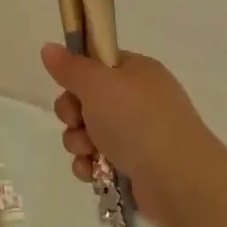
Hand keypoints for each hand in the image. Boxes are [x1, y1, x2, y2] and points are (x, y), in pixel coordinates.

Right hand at [40, 42, 226, 226]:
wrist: (178, 178)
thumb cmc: (136, 120)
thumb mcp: (97, 83)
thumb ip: (70, 67)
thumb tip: (48, 47)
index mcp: (137, 72)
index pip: (98, 64)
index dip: (77, 76)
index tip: (68, 86)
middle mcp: (139, 100)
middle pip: (87, 100)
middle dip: (72, 114)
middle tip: (76, 121)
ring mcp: (139, 135)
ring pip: (89, 133)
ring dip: (78, 142)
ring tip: (88, 152)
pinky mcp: (135, 167)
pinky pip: (98, 160)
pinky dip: (90, 166)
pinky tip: (92, 172)